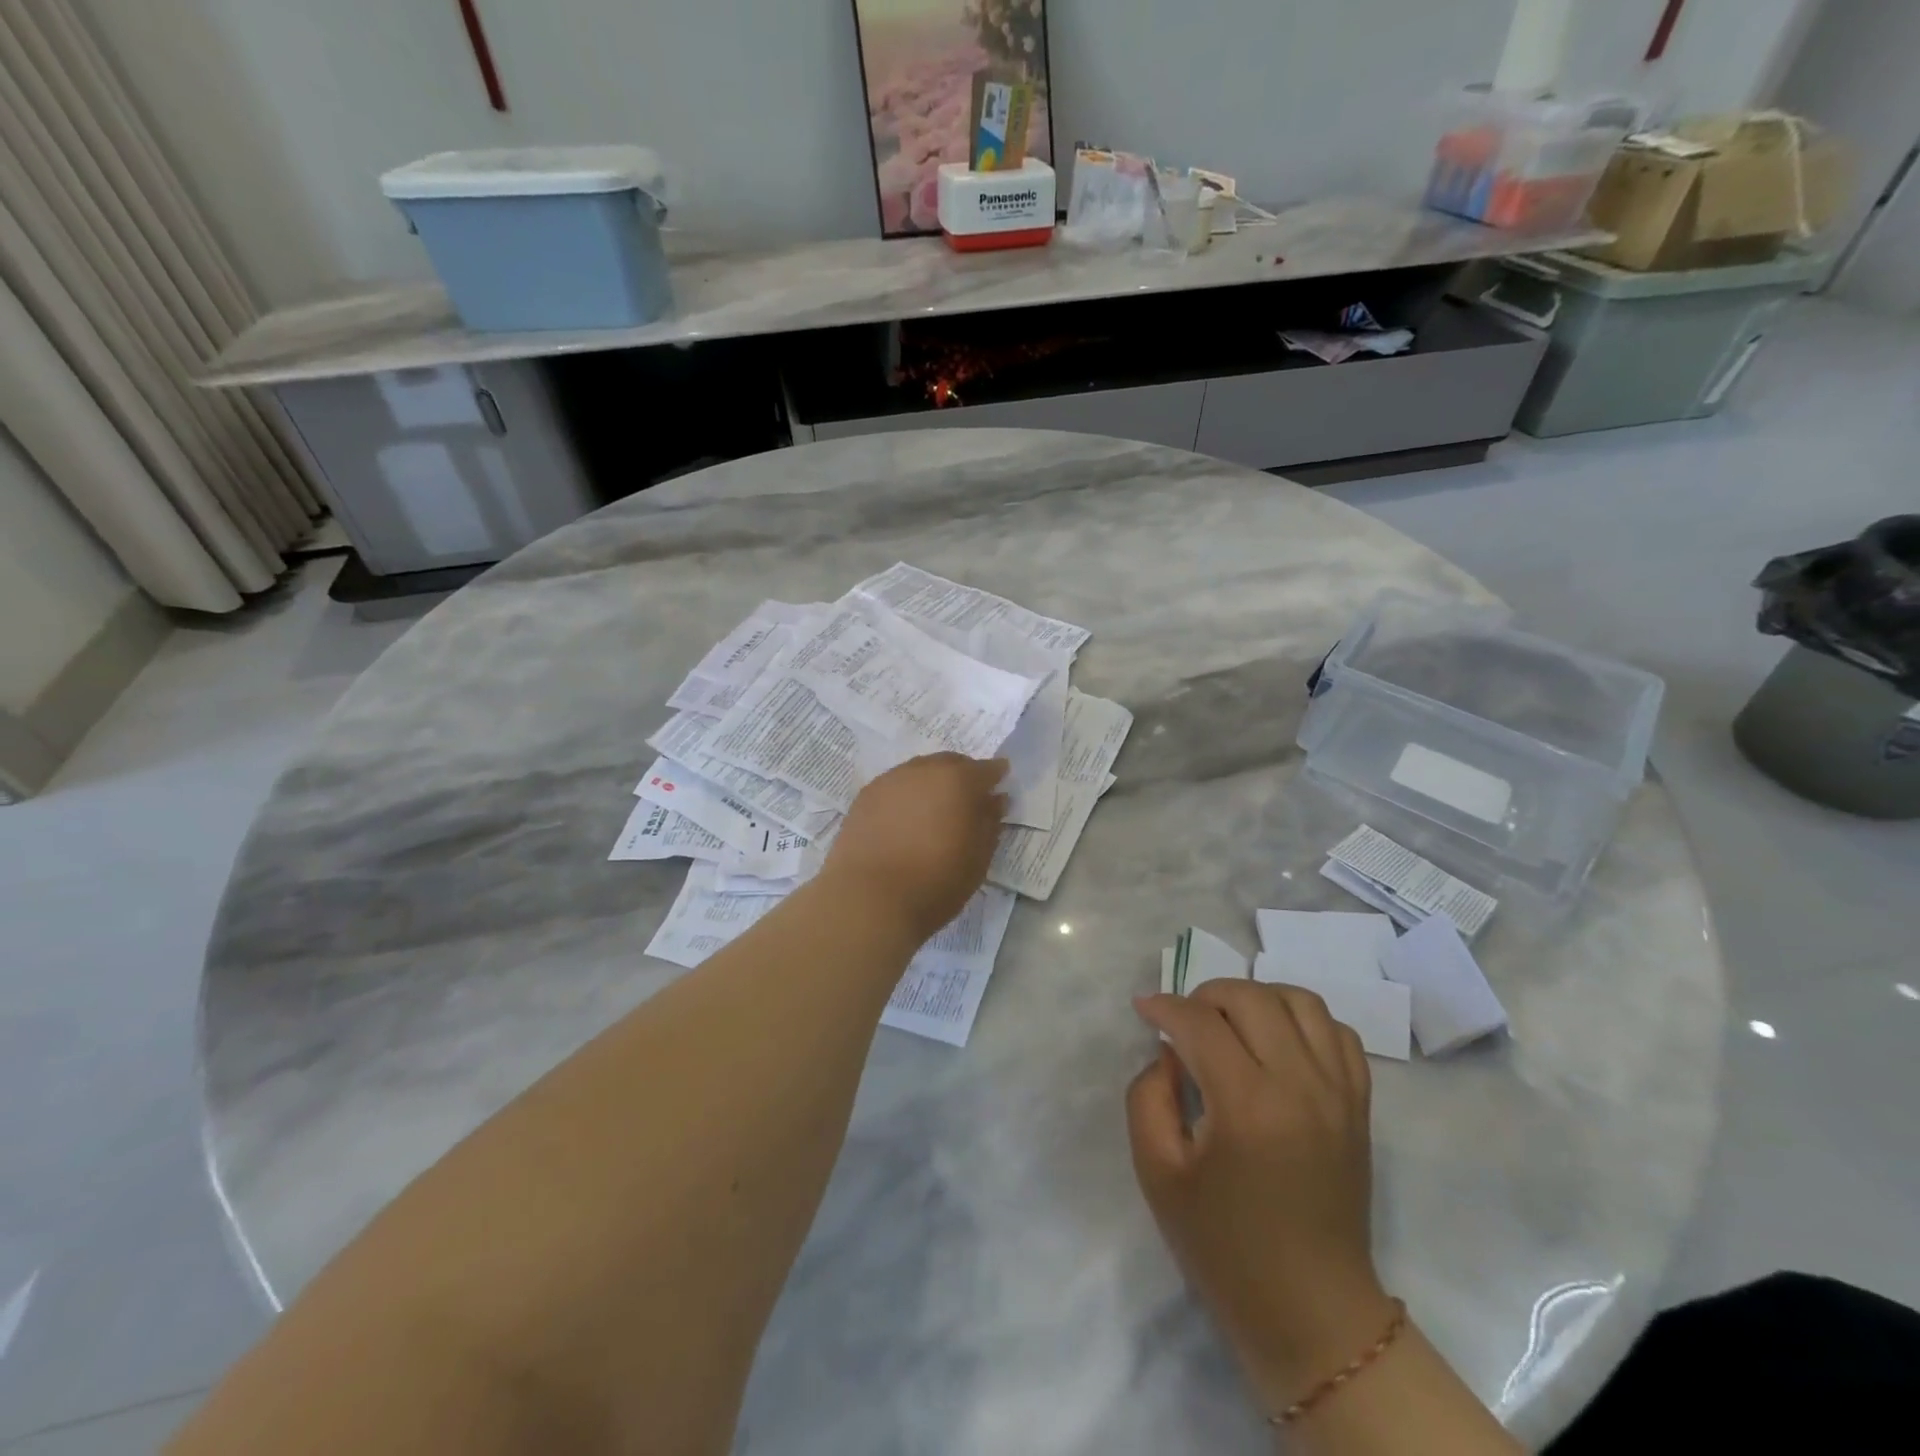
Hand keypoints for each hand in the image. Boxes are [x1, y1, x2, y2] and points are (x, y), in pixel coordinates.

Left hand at [823, 753, 1008, 941]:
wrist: (869, 898)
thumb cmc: (936, 882)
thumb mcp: (978, 858)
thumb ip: (990, 822)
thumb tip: (995, 799)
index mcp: (958, 780)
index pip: (986, 769)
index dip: (996, 776)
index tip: (999, 787)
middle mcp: (924, 770)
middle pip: (950, 763)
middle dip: (963, 776)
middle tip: (968, 801)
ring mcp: (890, 780)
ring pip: (920, 772)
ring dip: (932, 784)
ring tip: (934, 811)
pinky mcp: (865, 796)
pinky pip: (895, 786)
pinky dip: (907, 795)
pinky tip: (906, 819)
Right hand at [1128, 982, 1394, 1413]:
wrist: (1311, 1311)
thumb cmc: (1224, 1246)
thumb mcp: (1158, 1173)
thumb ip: (1148, 1097)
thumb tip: (1168, 1055)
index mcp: (1247, 1105)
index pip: (1200, 1022)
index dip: (1164, 1006)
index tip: (1143, 1008)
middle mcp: (1300, 1085)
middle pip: (1251, 997)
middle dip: (1206, 995)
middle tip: (1183, 1022)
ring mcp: (1338, 1092)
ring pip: (1300, 1001)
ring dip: (1257, 997)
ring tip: (1231, 1022)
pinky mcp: (1359, 1105)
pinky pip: (1338, 1032)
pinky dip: (1303, 1020)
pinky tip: (1278, 1041)